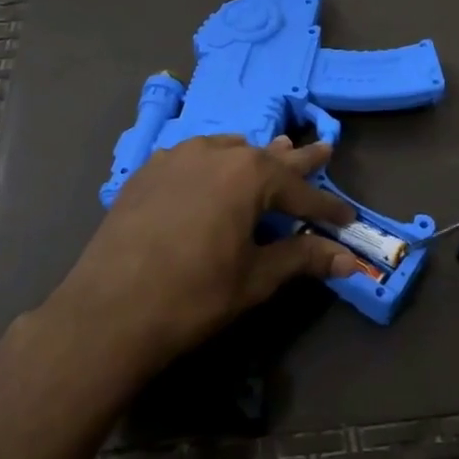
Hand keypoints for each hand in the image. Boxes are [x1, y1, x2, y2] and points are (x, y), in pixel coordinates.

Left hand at [46, 134, 358, 377]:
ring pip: (226, 150)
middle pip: (267, 157)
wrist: (109, 311)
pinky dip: (212, 164)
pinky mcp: (146, 173)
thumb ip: (303, 259)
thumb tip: (349, 260)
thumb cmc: (194, 295)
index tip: (348, 218)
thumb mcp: (256, 278)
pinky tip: (210, 173)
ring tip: (270, 154)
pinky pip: (191, 158)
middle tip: (323, 148)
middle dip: (297, 160)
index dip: (327, 208)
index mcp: (248, 175)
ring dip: (252, 157)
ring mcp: (175, 158)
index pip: (301, 190)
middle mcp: (214, 154)